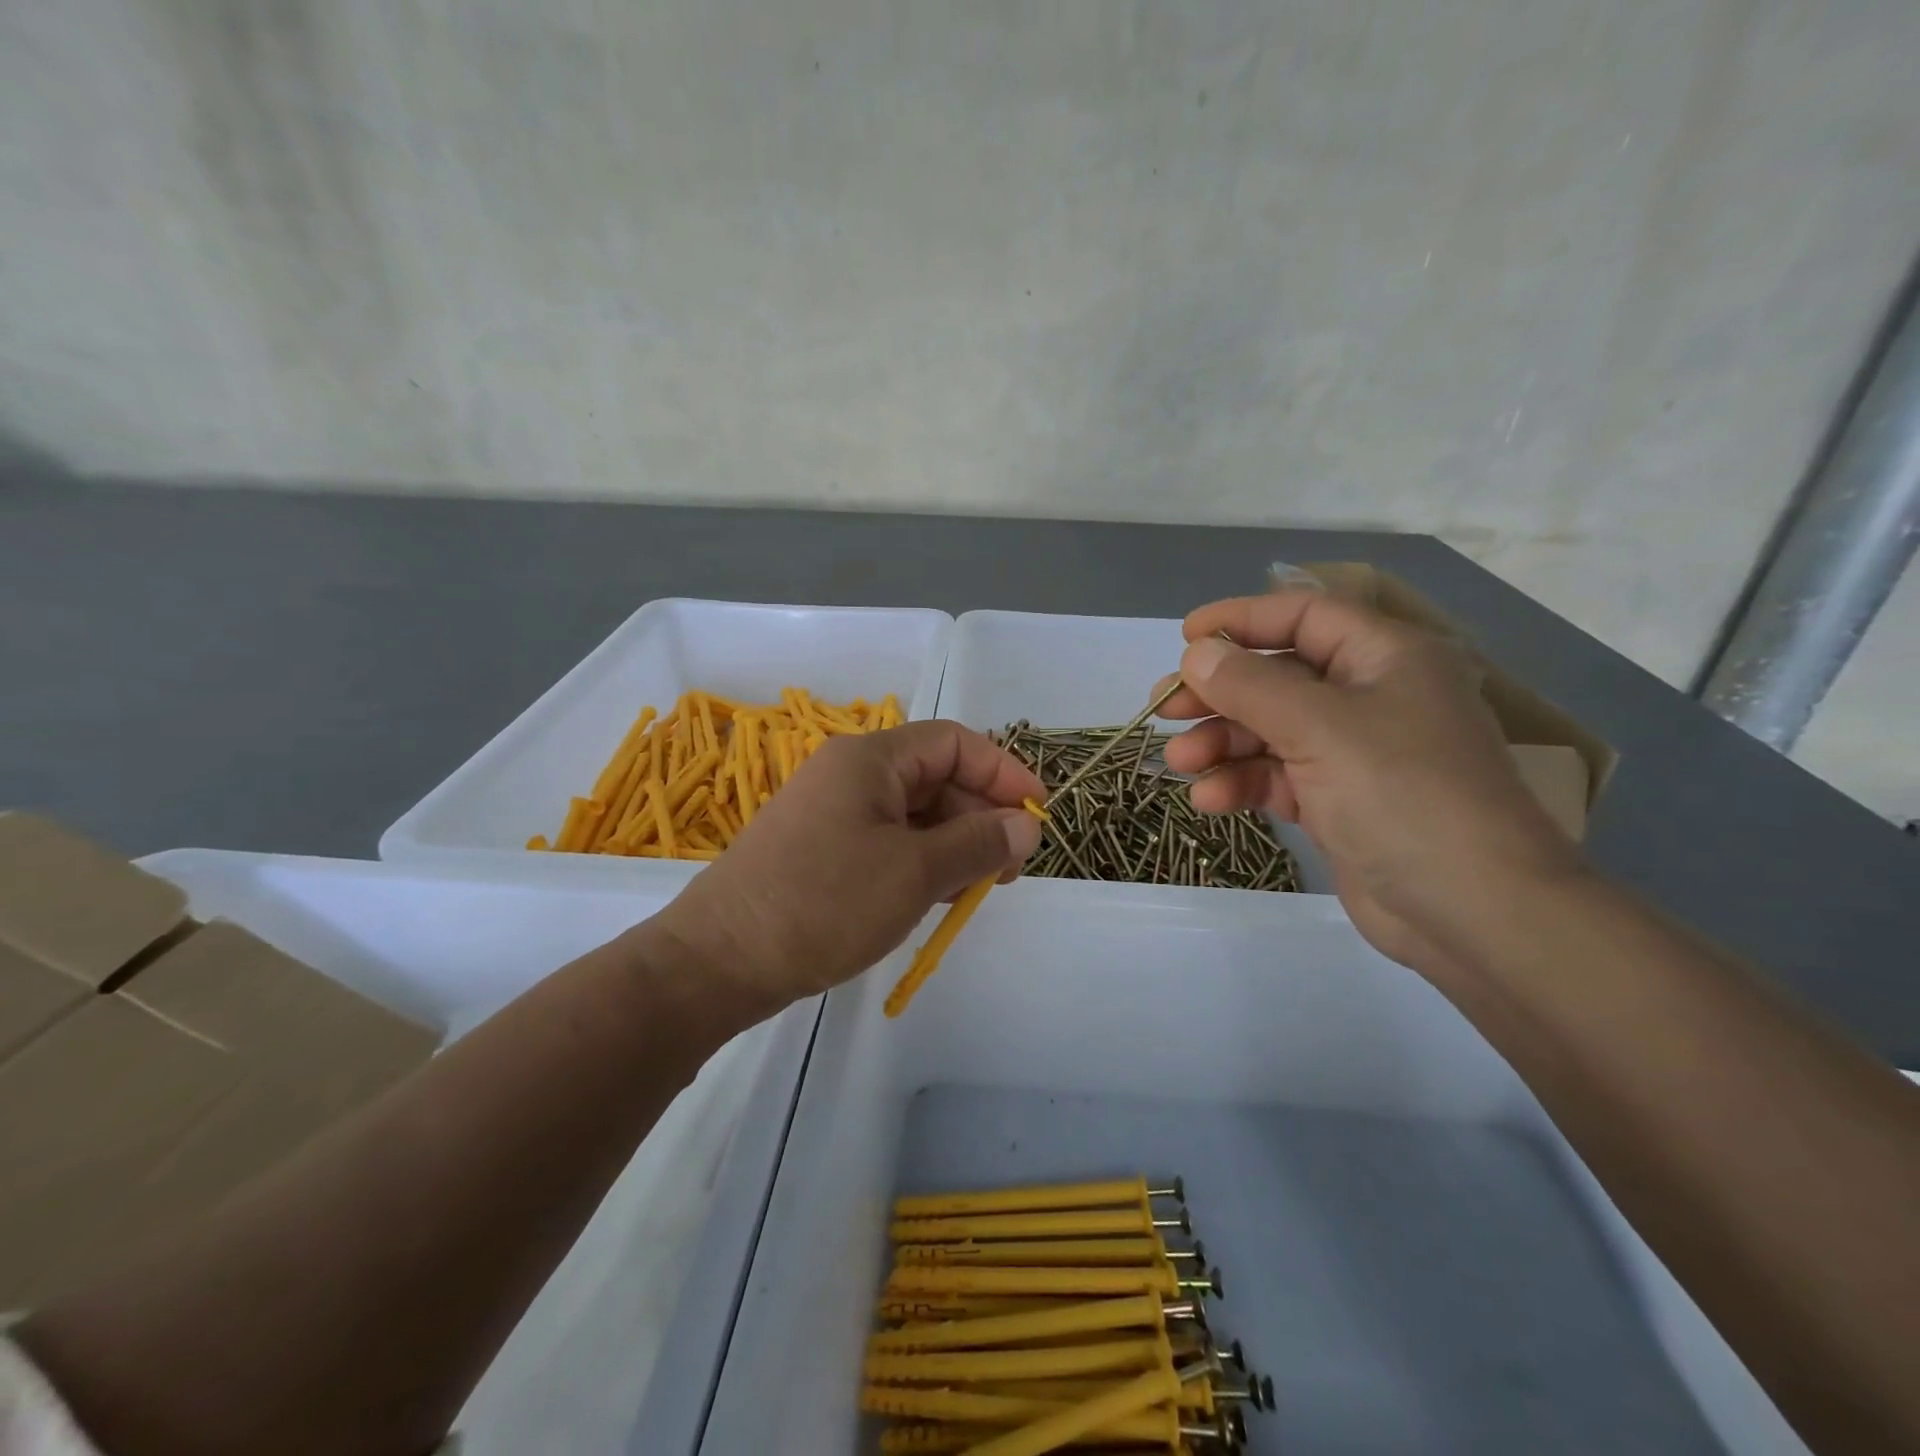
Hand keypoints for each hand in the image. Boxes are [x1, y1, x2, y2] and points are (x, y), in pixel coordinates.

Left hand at [652, 720, 1045, 1010]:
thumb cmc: (823, 904)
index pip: (954, 743)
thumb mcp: (914, 873)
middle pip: (935, 778)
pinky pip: (887, 840)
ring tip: (974, 889)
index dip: (1003, 772)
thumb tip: (1026, 825)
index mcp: (871, 759)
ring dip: (952, 843)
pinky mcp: (821, 848)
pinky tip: (932, 897)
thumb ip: (978, 843)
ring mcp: (833, 812)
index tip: (1038, 814)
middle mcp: (851, 774)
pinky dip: (919, 861)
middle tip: (1008, 869)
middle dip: (980, 816)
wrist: (718, 961)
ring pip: (913, 814)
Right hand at [1156, 590, 1582, 973]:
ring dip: (1222, 743)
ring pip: (1271, 730)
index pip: (1304, 616)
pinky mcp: (1339, 802)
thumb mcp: (1320, 728)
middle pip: (1278, 677)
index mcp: (1386, 658)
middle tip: (1164, 708)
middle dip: (1219, 692)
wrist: (1473, 913)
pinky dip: (1242, 783)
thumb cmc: (1403, 796)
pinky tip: (1210, 801)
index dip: (1242, 620)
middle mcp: (1371, 697)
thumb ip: (1251, 685)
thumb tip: (1197, 653)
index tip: (1185, 639)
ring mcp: (1355, 753)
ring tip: (1181, 763)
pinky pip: (1279, 777)